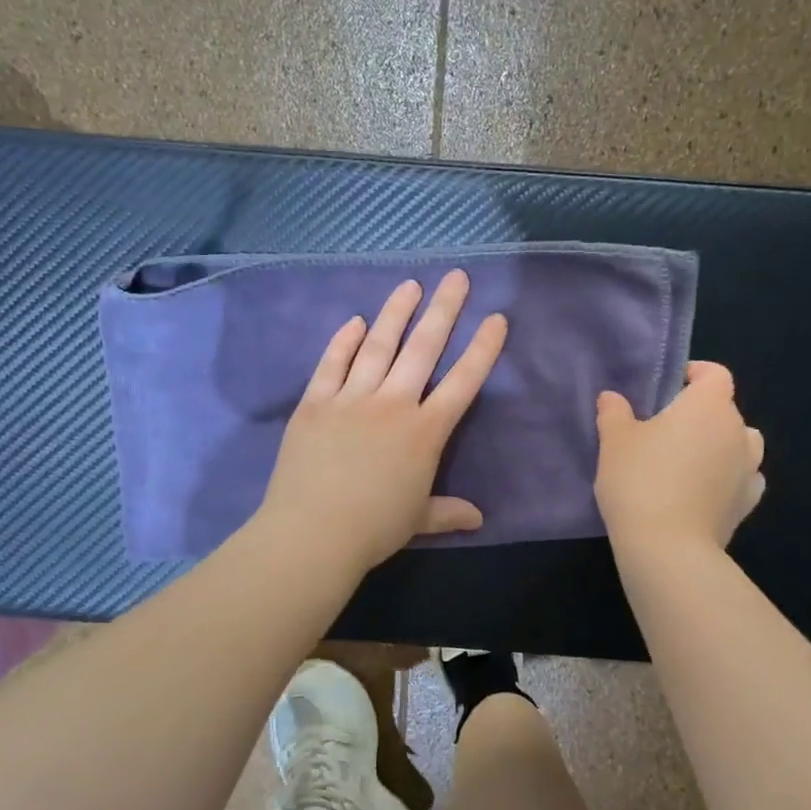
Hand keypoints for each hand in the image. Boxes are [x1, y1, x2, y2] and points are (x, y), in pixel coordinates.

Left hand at [256, 271, 507, 571]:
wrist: (313, 532)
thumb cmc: (374, 528)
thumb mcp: (418, 520)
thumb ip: (448, 512)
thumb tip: (478, 518)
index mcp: (425, 432)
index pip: (463, 382)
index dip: (483, 349)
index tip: (497, 318)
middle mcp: (393, 404)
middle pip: (424, 349)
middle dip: (444, 310)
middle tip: (456, 277)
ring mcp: (351, 399)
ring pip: (378, 346)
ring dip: (396, 313)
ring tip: (411, 285)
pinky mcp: (315, 402)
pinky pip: (332, 364)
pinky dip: (344, 340)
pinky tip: (356, 321)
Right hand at [595, 362, 765, 552]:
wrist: (668, 549)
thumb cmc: (640, 481)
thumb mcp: (614, 441)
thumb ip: (614, 413)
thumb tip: (612, 398)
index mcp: (709, 406)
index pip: (715, 374)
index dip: (695, 374)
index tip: (669, 387)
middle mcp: (738, 431)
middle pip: (725, 410)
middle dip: (699, 414)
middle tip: (664, 431)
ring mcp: (749, 469)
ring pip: (739, 444)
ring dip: (719, 445)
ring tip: (687, 461)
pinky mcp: (748, 504)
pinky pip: (741, 478)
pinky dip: (726, 478)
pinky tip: (701, 492)